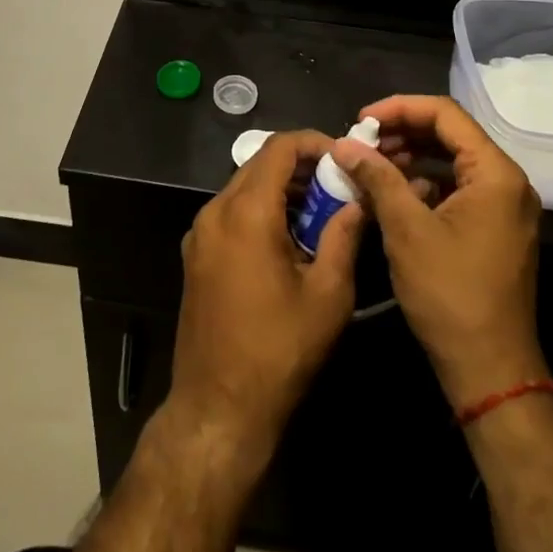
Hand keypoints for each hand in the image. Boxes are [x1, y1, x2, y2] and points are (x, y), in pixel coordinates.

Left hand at [169, 130, 365, 450]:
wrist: (218, 408)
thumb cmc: (279, 352)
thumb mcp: (327, 295)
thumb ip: (344, 236)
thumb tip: (357, 200)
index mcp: (246, 212)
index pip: (279, 148)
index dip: (314, 143)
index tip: (344, 156)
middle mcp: (215, 211)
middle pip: (259, 163)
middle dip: (300, 166)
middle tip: (338, 184)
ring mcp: (200, 233)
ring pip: (243, 186)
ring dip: (280, 188)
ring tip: (319, 210)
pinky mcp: (195, 254)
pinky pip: (230, 212)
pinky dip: (260, 209)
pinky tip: (288, 237)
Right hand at [330, 96, 545, 407]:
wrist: (490, 371)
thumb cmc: (450, 294)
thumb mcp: (406, 229)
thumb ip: (377, 177)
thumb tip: (343, 144)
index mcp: (495, 173)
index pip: (445, 114)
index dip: (399, 108)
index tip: (361, 120)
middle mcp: (507, 181)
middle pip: (450, 134)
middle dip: (402, 132)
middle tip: (361, 142)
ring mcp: (504, 207)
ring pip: (453, 161)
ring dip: (411, 156)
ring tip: (371, 164)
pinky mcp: (495, 228)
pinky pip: (458, 187)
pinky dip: (425, 182)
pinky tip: (394, 193)